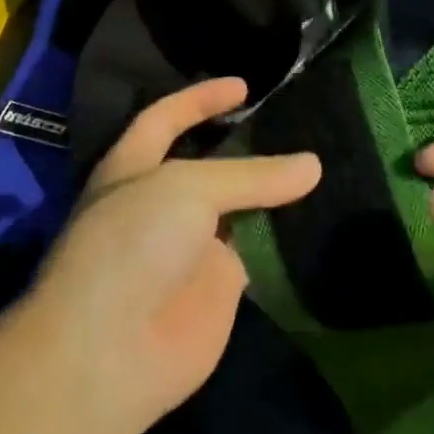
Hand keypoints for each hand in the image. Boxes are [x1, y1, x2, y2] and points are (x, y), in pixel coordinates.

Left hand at [19, 78, 320, 433]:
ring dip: (270, 191)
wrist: (112, 348)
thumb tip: (313, 165)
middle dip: (244, 144)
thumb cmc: (133, 244)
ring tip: (320, 161)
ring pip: (237, 209)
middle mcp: (159, 203)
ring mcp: (189, 247)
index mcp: (133, 168)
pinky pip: (256, 252)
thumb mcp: (187, 189)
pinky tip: (321, 215)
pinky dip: (282, 235)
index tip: (244, 85)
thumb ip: (250, 175)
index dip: (200, 99)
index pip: (165, 119)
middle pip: (208, 164)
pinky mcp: (218, 288)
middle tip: (296, 124)